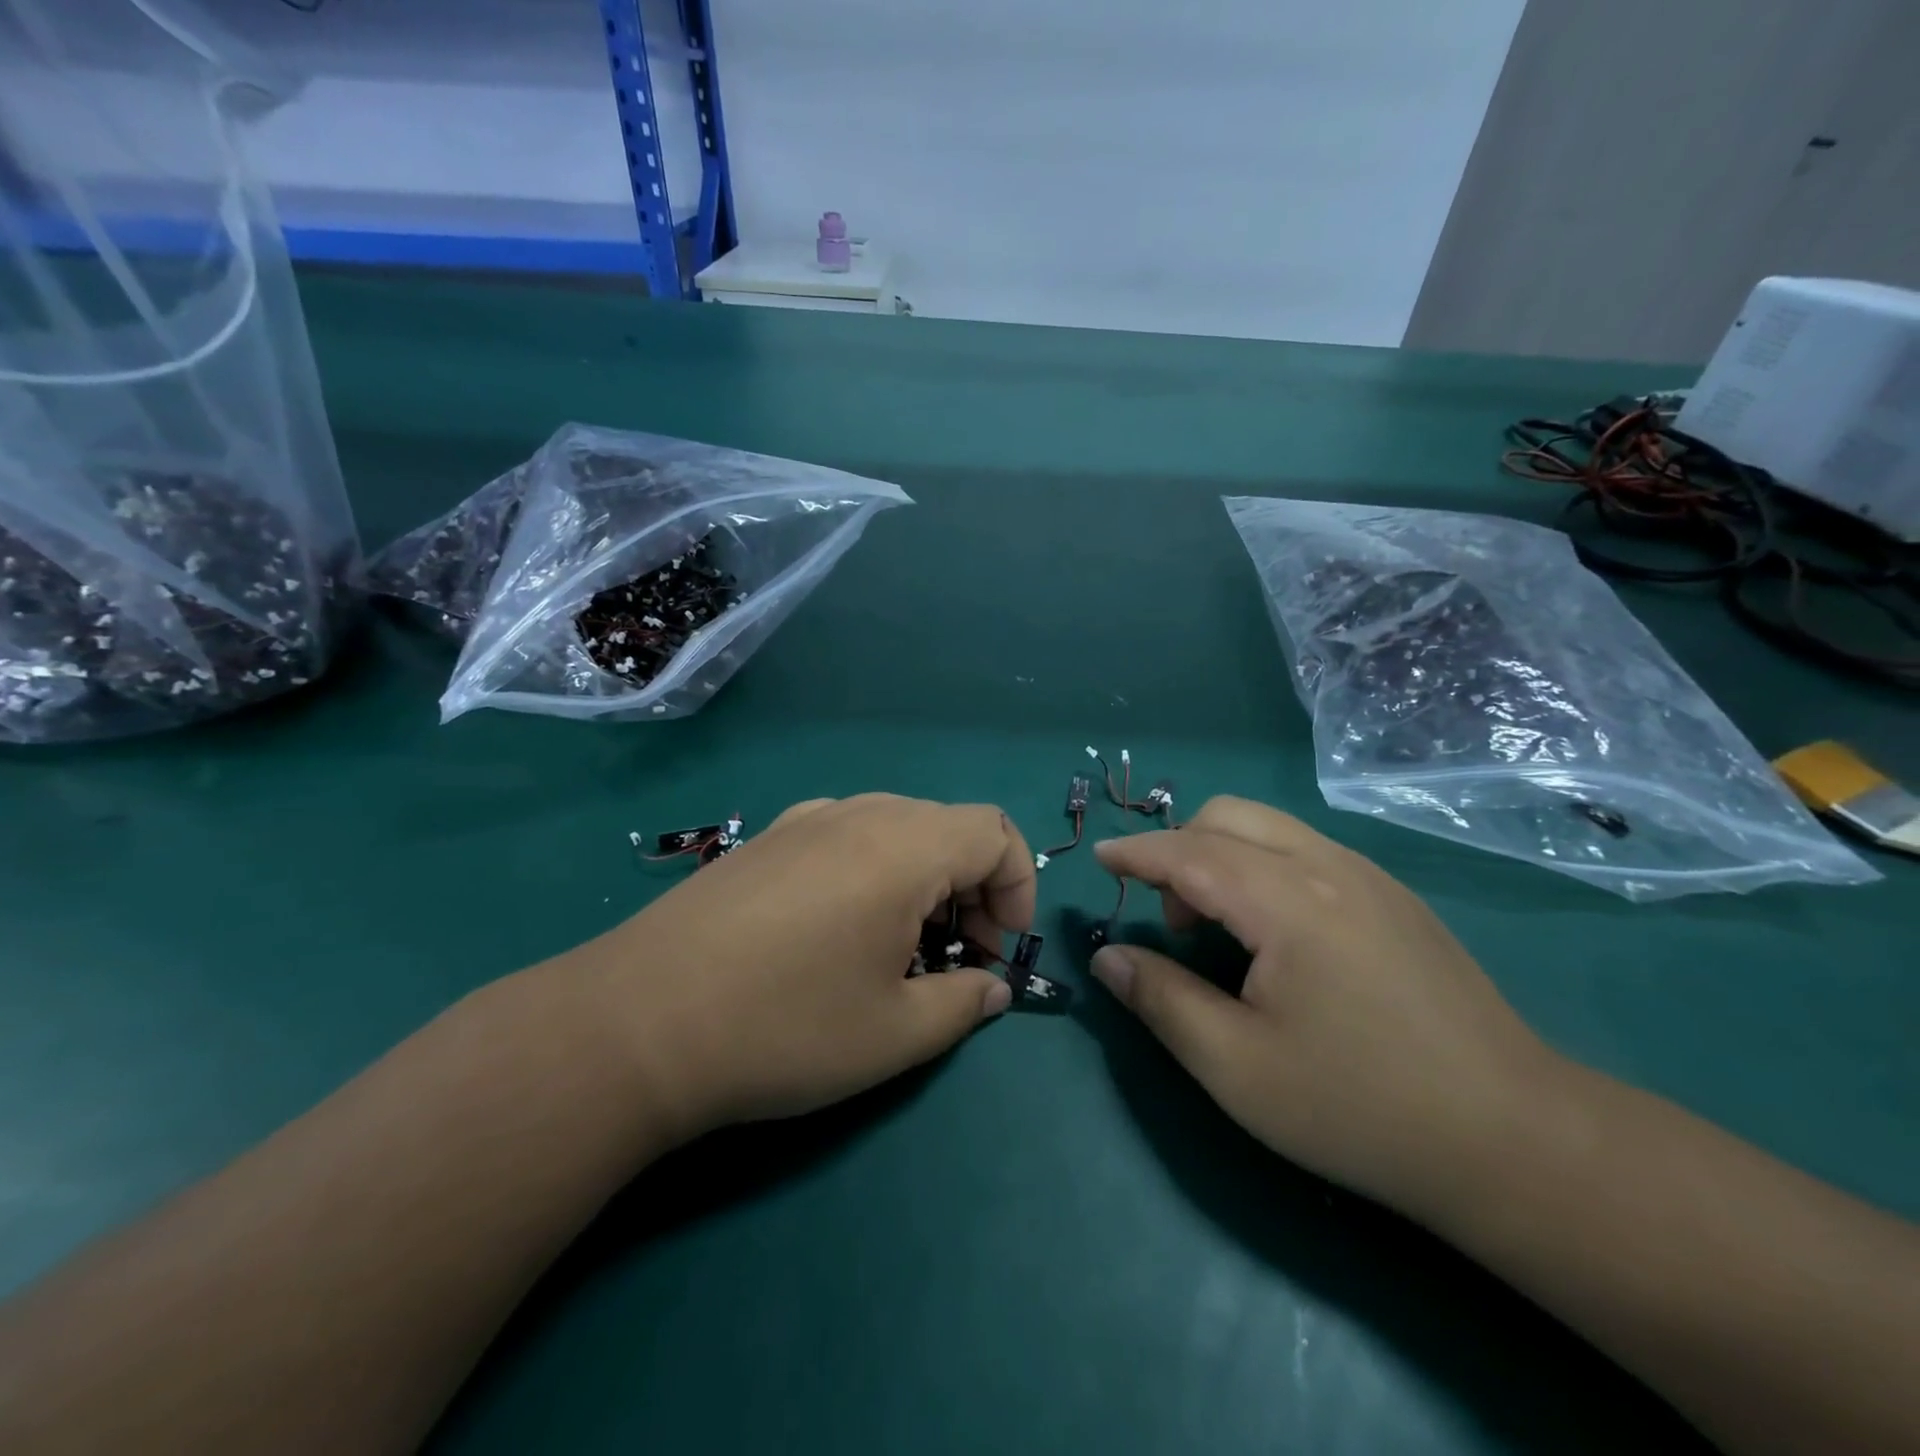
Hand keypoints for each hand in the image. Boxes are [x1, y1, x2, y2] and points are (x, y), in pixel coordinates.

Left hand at [560, 794, 1032, 1146]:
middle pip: (948, 825)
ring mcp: (804, 820)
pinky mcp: (764, 839)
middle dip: (975, 886)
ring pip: (896, 827)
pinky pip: (846, 835)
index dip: (1017, 887)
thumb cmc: (783, 1028)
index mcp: (902, 846)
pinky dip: (873, 869)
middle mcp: (858, 813)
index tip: (1000, 949)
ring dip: (924, 877)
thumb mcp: (893, 1034)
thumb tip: (992, 989)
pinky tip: (838, 927)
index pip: (994, 832)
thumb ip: (961, 1004)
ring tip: (901, 944)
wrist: (635, 1024)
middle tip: (959, 955)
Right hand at [1090, 796, 1558, 1216]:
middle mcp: (1328, 867)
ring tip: (1219, 928)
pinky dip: (1263, 865)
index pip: (1189, 852)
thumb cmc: (1360, 1107)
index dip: (1136, 852)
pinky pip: (1306, 850)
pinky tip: (1276, 935)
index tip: (1099, 859)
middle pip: (1229, 815)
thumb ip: (1161, 1000)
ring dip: (1222, 854)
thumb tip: (1108, 957)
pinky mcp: (1396, 898)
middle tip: (1171, 919)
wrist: (1516, 1140)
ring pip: (1271, 827)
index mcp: (1286, 901)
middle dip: (1180, 847)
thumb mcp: (1236, 1067)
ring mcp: (1370, 878)